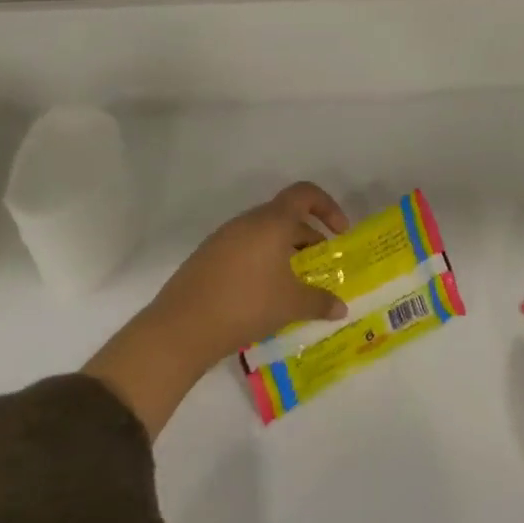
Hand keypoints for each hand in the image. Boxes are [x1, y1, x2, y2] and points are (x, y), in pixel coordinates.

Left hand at [148, 181, 350, 364]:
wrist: (182, 328)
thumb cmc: (247, 304)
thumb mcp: (291, 305)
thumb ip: (320, 302)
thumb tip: (341, 308)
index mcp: (272, 222)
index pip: (305, 194)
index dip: (327, 207)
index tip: (339, 233)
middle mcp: (247, 222)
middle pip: (285, 216)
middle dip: (308, 238)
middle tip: (320, 267)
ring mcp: (223, 238)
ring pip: (264, 234)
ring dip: (284, 252)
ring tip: (294, 284)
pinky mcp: (207, 257)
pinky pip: (244, 249)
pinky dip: (262, 262)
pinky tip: (264, 295)